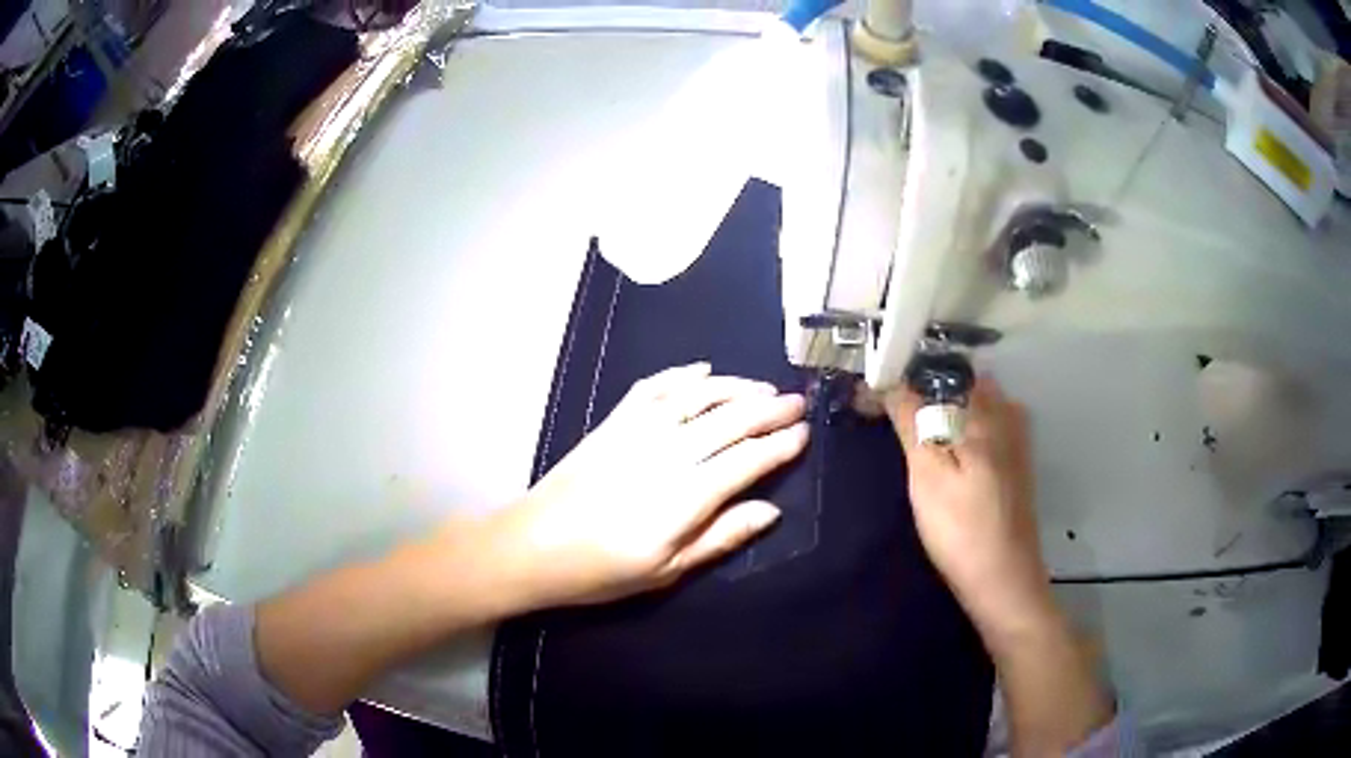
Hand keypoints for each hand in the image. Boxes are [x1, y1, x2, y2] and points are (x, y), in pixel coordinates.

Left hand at [484, 363, 808, 609]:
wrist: (532, 546)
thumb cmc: (602, 570)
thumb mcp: (668, 570)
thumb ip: (722, 536)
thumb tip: (771, 511)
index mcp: (687, 494)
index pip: (748, 460)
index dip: (781, 445)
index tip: (805, 433)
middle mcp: (669, 452)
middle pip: (731, 421)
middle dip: (770, 409)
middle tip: (797, 401)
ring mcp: (638, 431)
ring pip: (698, 396)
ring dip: (735, 386)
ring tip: (763, 386)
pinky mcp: (613, 422)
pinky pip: (654, 388)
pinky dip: (682, 375)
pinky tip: (702, 369)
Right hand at [884, 377, 1057, 644]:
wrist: (1004, 581)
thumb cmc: (961, 529)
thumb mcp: (927, 473)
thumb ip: (910, 420)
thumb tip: (889, 379)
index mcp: (985, 408)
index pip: (937, 372)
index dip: (903, 378)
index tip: (872, 396)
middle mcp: (1006, 412)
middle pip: (957, 384)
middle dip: (922, 392)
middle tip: (887, 418)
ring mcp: (1016, 437)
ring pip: (970, 406)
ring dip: (940, 412)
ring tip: (910, 437)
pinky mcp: (1015, 462)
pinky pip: (982, 427)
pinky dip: (958, 430)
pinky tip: (944, 456)